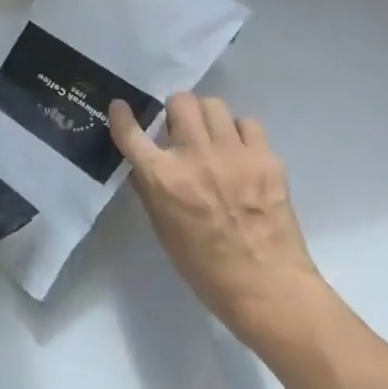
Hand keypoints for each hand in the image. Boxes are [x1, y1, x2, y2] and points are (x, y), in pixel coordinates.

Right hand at [109, 94, 326, 347]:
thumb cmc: (204, 265)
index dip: (121, 115)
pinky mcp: (266, 158)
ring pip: (213, 104)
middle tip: (178, 128)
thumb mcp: (162, 226)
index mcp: (162, 178)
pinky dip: (239, 132)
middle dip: (175, 110)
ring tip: (210, 136)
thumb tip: (145, 163)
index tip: (120, 107)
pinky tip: (239, 151)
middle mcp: (194, 156)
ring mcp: (233, 154)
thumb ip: (151, 188)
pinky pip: (248, 124)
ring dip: (206, 116)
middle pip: (180, 102)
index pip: (131, 132)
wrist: (266, 286)